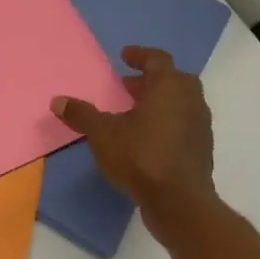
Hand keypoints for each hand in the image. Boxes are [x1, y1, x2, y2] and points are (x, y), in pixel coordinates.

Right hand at [52, 46, 216, 242]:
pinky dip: (167, 122)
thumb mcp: (102, 134)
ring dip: (160, 102)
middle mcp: (190, 101)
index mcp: (169, 88)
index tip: (124, 56)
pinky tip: (146, 137)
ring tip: (134, 112)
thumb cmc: (141, 157)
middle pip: (175, 80)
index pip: (158, 60)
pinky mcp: (201, 150)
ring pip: (181, 103)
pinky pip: (184, 125)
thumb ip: (82, 115)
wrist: (179, 202)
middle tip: (128, 85)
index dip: (140, 55)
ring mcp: (200, 127)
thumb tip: (58, 101)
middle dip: (151, 80)